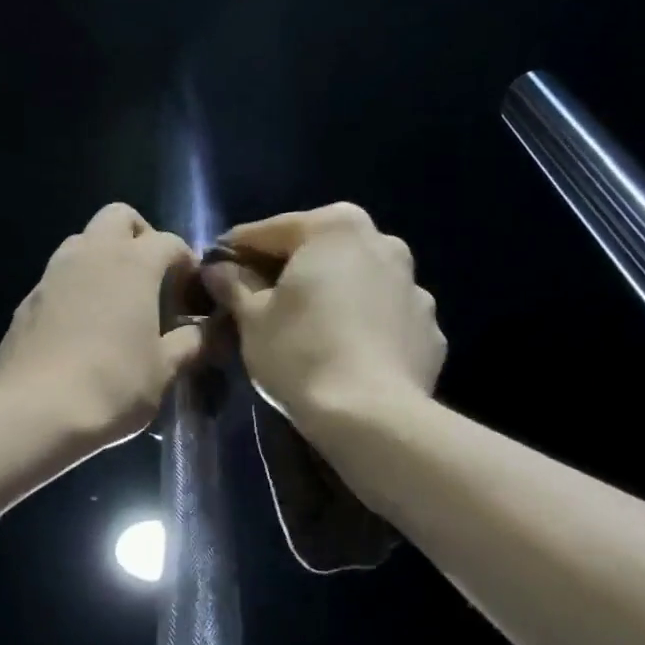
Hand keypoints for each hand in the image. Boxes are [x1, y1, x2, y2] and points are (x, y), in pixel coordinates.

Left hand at [0, 204, 205, 448]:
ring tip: (118, 302)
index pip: (169, 242)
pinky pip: (58, 277)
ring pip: (82, 241)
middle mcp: (91, 254)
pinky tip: (83, 328)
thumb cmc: (113, 385)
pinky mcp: (27, 300)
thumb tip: (211, 331)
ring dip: (104, 258)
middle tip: (153, 279)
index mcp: (133, 263)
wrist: (35, 411)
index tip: (193, 298)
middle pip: (119, 217)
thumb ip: (192, 343)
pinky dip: (77, 287)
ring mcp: (53, 274)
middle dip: (141, 237)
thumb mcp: (165, 369)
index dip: (187, 264)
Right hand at [203, 203, 444, 422]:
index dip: (235, 251)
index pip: (269, 231)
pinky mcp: (429, 329)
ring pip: (356, 283)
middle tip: (257, 302)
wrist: (372, 417)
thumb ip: (233, 284)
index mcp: (335, 228)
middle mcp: (383, 243)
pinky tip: (344, 355)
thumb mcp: (251, 319)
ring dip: (330, 296)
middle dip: (288, 271)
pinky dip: (362, 327)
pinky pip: (383, 318)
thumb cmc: (301, 353)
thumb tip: (219, 269)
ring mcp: (414, 286)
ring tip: (305, 331)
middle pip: (319, 251)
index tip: (214, 271)